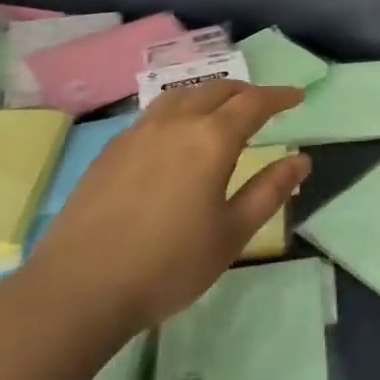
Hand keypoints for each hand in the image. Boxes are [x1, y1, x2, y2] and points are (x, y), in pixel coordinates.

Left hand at [27, 80, 310, 339]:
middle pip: (218, 89)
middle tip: (263, 106)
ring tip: (220, 112)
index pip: (254, 102)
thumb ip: (269, 191)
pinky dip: (179, 110)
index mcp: (212, 139)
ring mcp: (139, 132)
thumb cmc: (167, 265)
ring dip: (210, 95)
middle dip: (246, 92)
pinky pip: (155, 112)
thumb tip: (302, 160)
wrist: (78, 289)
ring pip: (183, 95)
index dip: (279, 96)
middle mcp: (177, 122)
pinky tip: (175, 136)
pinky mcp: (112, 149)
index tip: (298, 96)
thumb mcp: (231, 234)